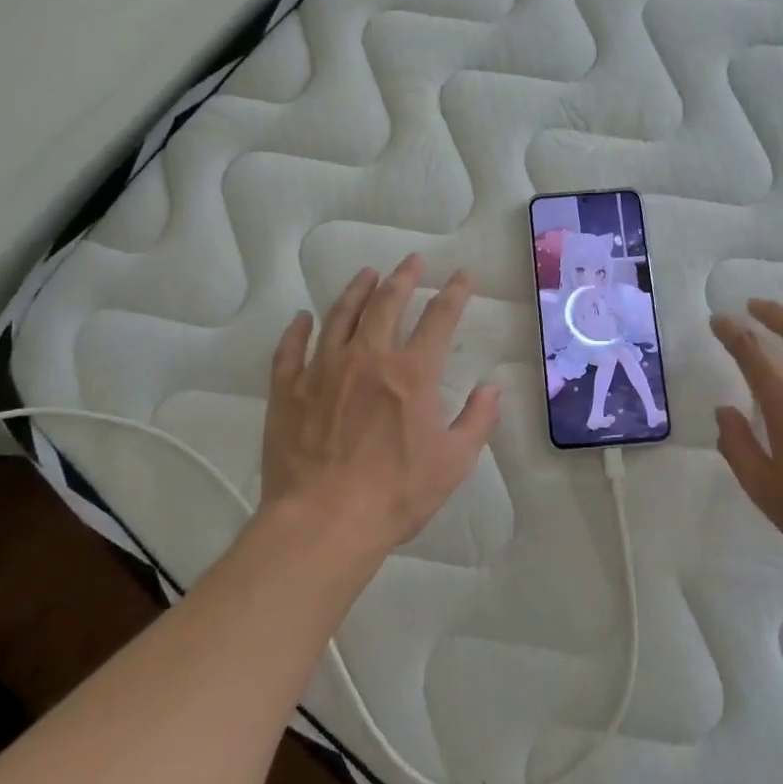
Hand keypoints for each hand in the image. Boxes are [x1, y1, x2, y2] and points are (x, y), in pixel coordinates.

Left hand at [262, 255, 500, 560]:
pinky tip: (302, 318)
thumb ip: (478, 420)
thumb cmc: (395, 494)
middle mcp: (367, 358)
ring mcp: (323, 370)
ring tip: (366, 274)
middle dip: (403, 278)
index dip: (454, 293)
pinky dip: (297, 330)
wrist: (323, 522)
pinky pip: (290, 349)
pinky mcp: (289, 390)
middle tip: (412, 261)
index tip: (463, 275)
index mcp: (411, 373)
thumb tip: (493, 387)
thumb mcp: (453, 462)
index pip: (439, 319)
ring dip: (356, 291)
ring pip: (340, 316)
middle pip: (386, 304)